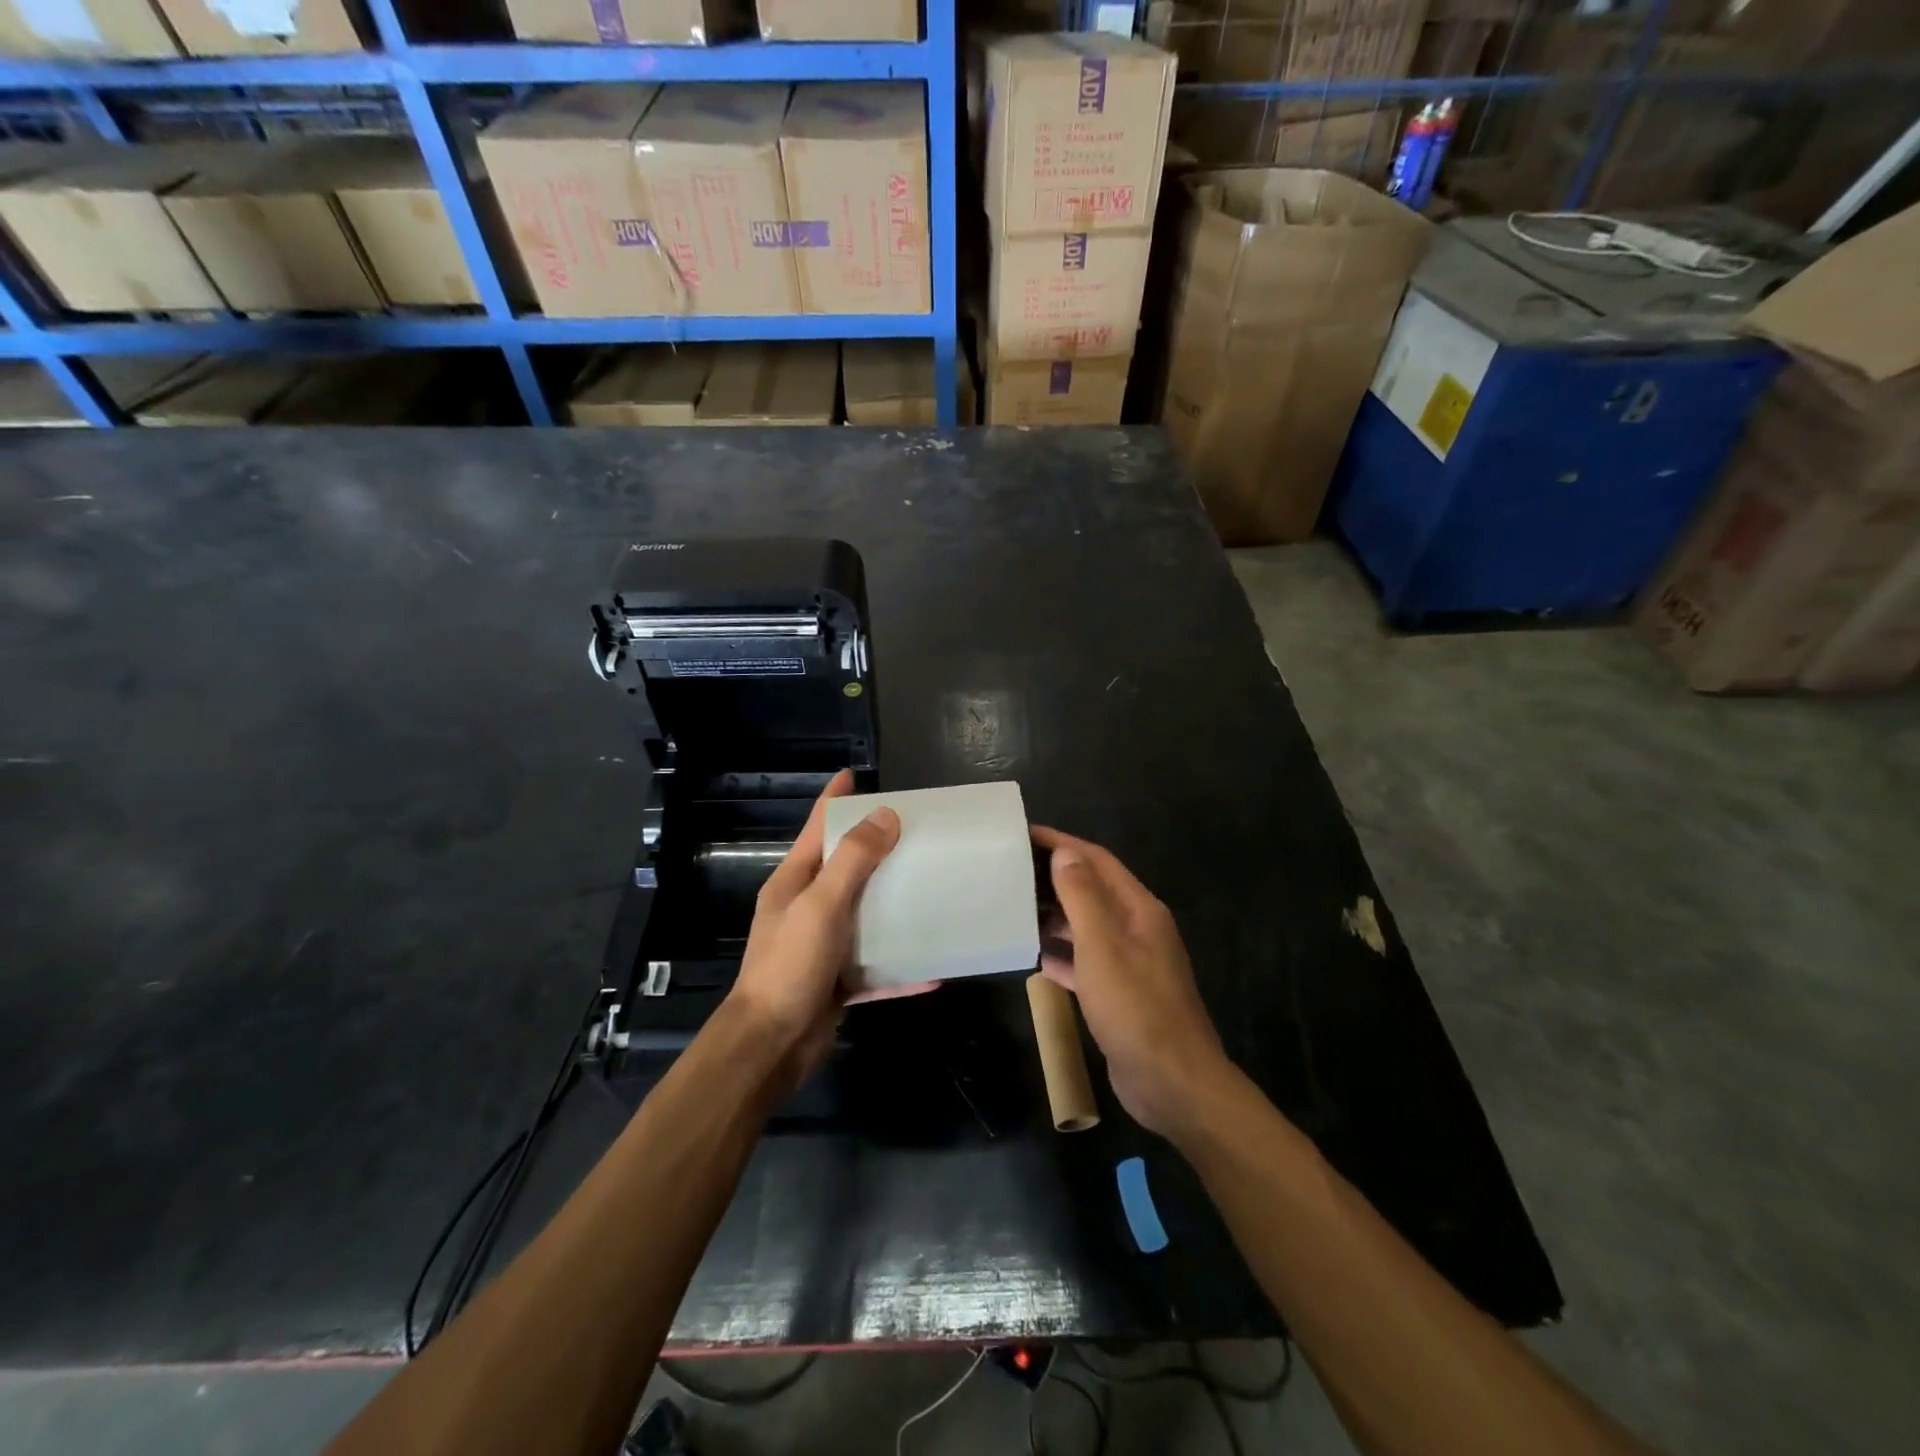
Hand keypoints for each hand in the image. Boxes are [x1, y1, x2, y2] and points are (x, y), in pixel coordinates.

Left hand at [727, 771, 910, 1079]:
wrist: (771, 1045)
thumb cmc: (790, 965)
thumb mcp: (821, 905)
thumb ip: (853, 860)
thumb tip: (885, 816)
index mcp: (795, 882)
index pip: (817, 828)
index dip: (836, 800)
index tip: (856, 775)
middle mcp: (807, 907)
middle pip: (846, 868)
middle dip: (877, 848)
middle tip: (917, 832)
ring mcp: (823, 945)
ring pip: (865, 915)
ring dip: (895, 904)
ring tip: (933, 887)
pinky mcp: (838, 980)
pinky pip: (877, 966)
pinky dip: (902, 966)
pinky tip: (934, 968)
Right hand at [1033, 826, 1233, 1142]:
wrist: (1173, 1084)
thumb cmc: (1136, 1009)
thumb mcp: (1103, 947)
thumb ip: (1083, 897)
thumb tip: (1065, 853)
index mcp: (1139, 909)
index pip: (1097, 861)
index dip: (1063, 844)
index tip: (1024, 834)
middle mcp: (1137, 929)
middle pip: (1092, 890)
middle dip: (1055, 877)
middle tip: (1011, 870)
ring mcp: (1130, 963)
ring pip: (1087, 926)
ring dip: (1055, 915)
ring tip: (1015, 907)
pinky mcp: (1119, 994)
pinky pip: (1086, 962)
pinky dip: (1062, 954)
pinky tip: (1035, 956)